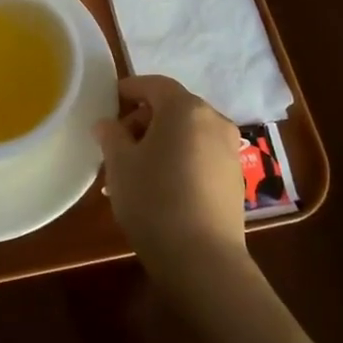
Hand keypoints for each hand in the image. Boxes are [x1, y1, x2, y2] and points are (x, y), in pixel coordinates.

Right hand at [94, 75, 248, 285]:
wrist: (202, 258)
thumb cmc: (153, 199)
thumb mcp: (119, 164)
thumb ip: (111, 135)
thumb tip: (108, 124)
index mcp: (185, 108)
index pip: (154, 84)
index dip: (129, 89)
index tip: (109, 100)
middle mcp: (213, 121)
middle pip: (173, 108)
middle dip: (143, 120)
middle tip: (116, 142)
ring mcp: (229, 150)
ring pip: (187, 134)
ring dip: (160, 142)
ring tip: (134, 170)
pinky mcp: (234, 178)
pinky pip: (200, 155)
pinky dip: (178, 159)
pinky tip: (159, 186)